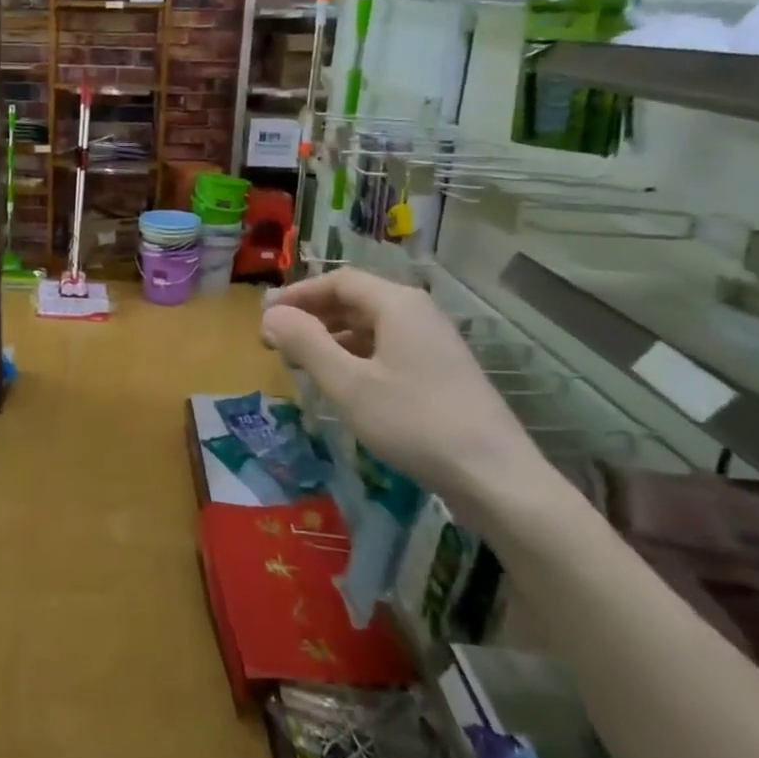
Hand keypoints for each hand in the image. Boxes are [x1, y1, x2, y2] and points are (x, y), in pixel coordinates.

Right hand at [261, 269, 548, 535]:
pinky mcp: (440, 372)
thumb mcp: (348, 383)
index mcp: (397, 305)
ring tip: (299, 364)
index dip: (298, 295)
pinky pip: (386, 350)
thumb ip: (306, 343)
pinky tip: (340, 383)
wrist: (494, 475)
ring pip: (370, 328)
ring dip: (331, 339)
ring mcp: (433, 344)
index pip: (339, 281)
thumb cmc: (413, 421)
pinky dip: (355, 358)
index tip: (264, 317)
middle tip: (275, 342)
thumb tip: (271, 315)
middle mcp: (417, 314)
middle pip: (355, 301)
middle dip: (312, 317)